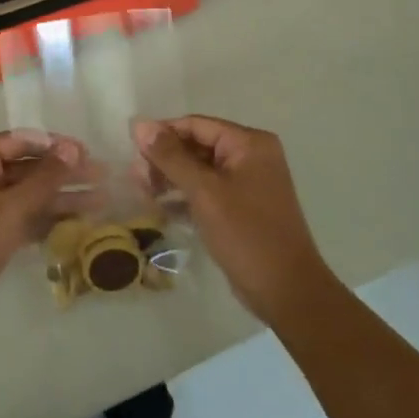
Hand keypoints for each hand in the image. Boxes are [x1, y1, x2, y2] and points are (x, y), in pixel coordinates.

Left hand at [0, 132, 86, 338]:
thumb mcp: (10, 209)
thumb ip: (44, 178)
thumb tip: (72, 147)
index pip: (20, 141)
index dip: (55, 145)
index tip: (87, 152)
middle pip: (27, 167)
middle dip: (64, 173)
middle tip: (102, 176)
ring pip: (28, 194)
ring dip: (61, 197)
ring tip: (101, 200)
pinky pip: (22, 216)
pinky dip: (46, 218)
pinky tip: (78, 222)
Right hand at [133, 116, 337, 325]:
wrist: (287, 292)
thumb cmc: (246, 234)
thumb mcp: (204, 192)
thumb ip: (170, 157)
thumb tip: (140, 125)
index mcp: (249, 143)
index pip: (196, 125)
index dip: (162, 133)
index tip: (131, 148)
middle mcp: (252, 155)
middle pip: (197, 145)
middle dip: (165, 158)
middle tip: (136, 176)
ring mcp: (249, 182)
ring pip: (201, 169)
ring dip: (172, 178)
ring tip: (143, 191)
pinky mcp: (243, 207)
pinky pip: (209, 191)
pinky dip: (186, 196)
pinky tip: (161, 207)